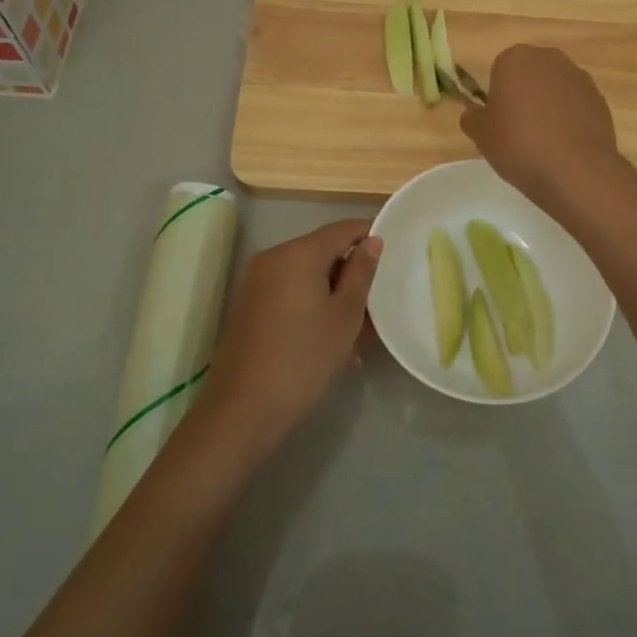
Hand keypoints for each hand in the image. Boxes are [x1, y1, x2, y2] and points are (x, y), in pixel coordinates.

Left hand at [194, 218, 381, 460]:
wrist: (243, 408)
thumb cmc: (304, 358)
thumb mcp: (345, 315)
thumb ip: (361, 272)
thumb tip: (372, 241)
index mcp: (298, 253)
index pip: (342, 229)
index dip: (369, 235)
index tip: (393, 252)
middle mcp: (272, 257)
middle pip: (321, 250)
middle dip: (350, 270)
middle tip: (376, 302)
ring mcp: (255, 280)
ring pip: (305, 274)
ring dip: (331, 291)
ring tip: (355, 328)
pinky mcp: (247, 304)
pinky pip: (287, 290)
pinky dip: (310, 303)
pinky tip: (325, 336)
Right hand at [461, 45, 624, 218]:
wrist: (574, 170)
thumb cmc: (518, 145)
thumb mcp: (480, 135)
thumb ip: (472, 117)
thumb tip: (475, 113)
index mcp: (515, 59)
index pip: (499, 71)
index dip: (498, 97)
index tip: (499, 122)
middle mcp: (549, 58)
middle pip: (530, 75)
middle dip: (524, 96)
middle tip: (519, 130)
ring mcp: (579, 77)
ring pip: (554, 89)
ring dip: (548, 106)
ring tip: (544, 142)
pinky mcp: (600, 99)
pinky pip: (575, 105)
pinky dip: (569, 119)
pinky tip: (565, 146)